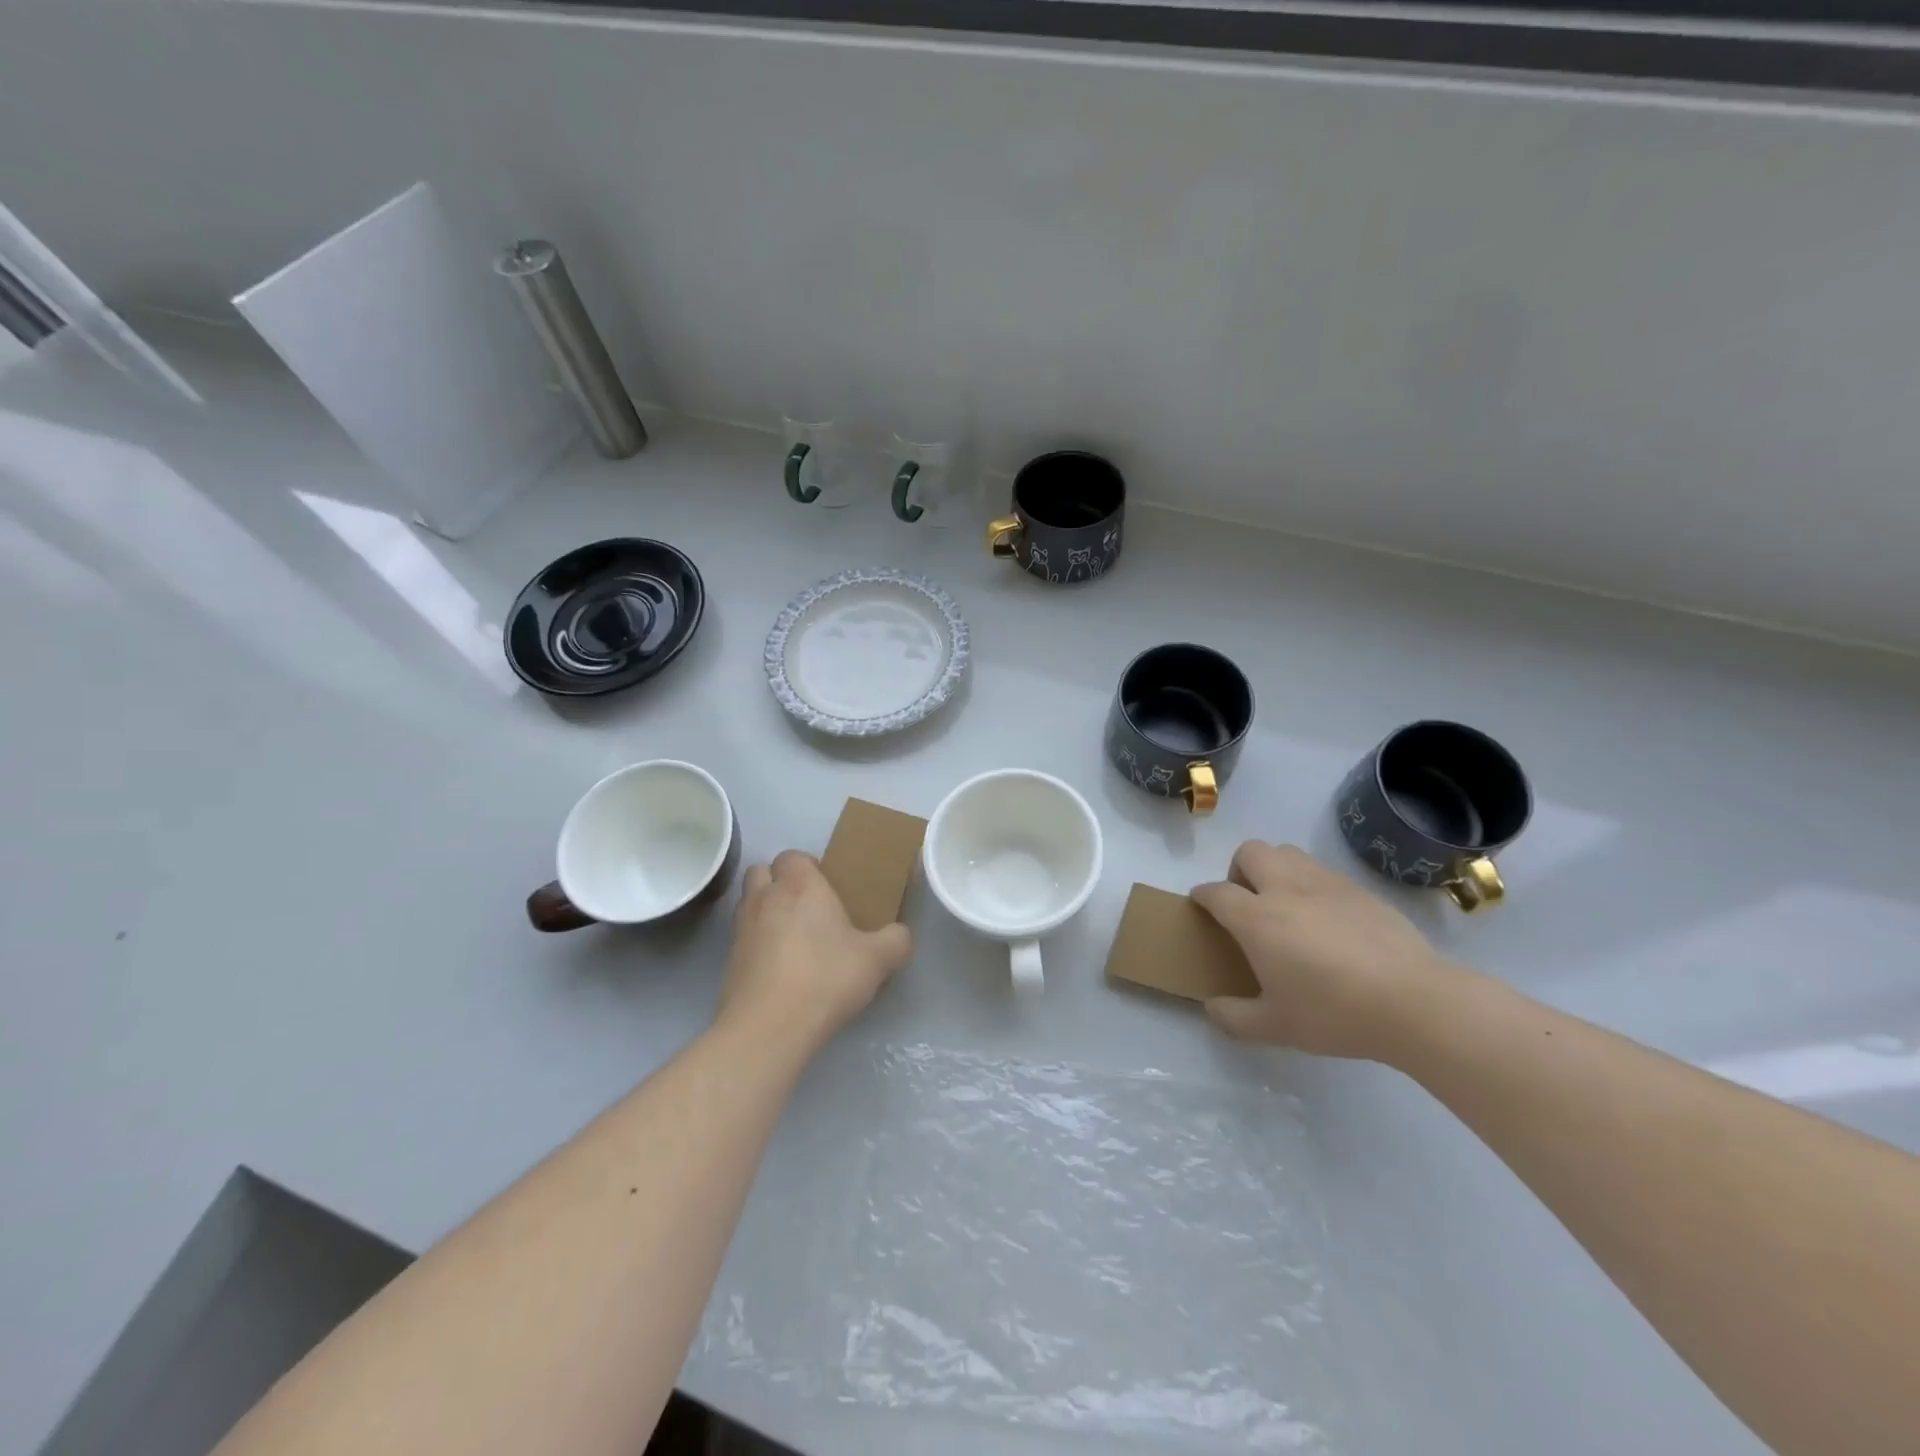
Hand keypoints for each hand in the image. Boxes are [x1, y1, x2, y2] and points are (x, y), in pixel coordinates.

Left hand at [719, 850, 911, 1053]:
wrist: (769, 1028)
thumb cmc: (826, 978)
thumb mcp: (878, 960)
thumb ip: (896, 940)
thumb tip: (900, 934)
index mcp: (800, 886)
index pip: (793, 855)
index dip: (807, 866)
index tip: (826, 887)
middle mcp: (765, 898)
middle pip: (761, 871)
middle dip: (778, 881)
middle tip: (805, 906)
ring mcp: (741, 929)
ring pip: (747, 902)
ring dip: (764, 909)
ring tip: (790, 935)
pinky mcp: (728, 961)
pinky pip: (742, 938)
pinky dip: (756, 943)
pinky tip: (778, 967)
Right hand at [1192, 841, 1455, 1059]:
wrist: (1414, 1002)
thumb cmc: (1335, 1013)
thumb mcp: (1276, 1028)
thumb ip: (1235, 1018)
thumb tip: (1212, 1008)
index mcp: (1257, 918)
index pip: (1216, 892)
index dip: (1202, 896)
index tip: (1201, 906)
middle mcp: (1285, 889)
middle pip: (1250, 852)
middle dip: (1238, 870)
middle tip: (1248, 904)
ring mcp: (1325, 884)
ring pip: (1287, 853)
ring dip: (1274, 869)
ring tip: (1285, 905)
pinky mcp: (1359, 890)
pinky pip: (1322, 871)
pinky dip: (1310, 884)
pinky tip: (1326, 919)